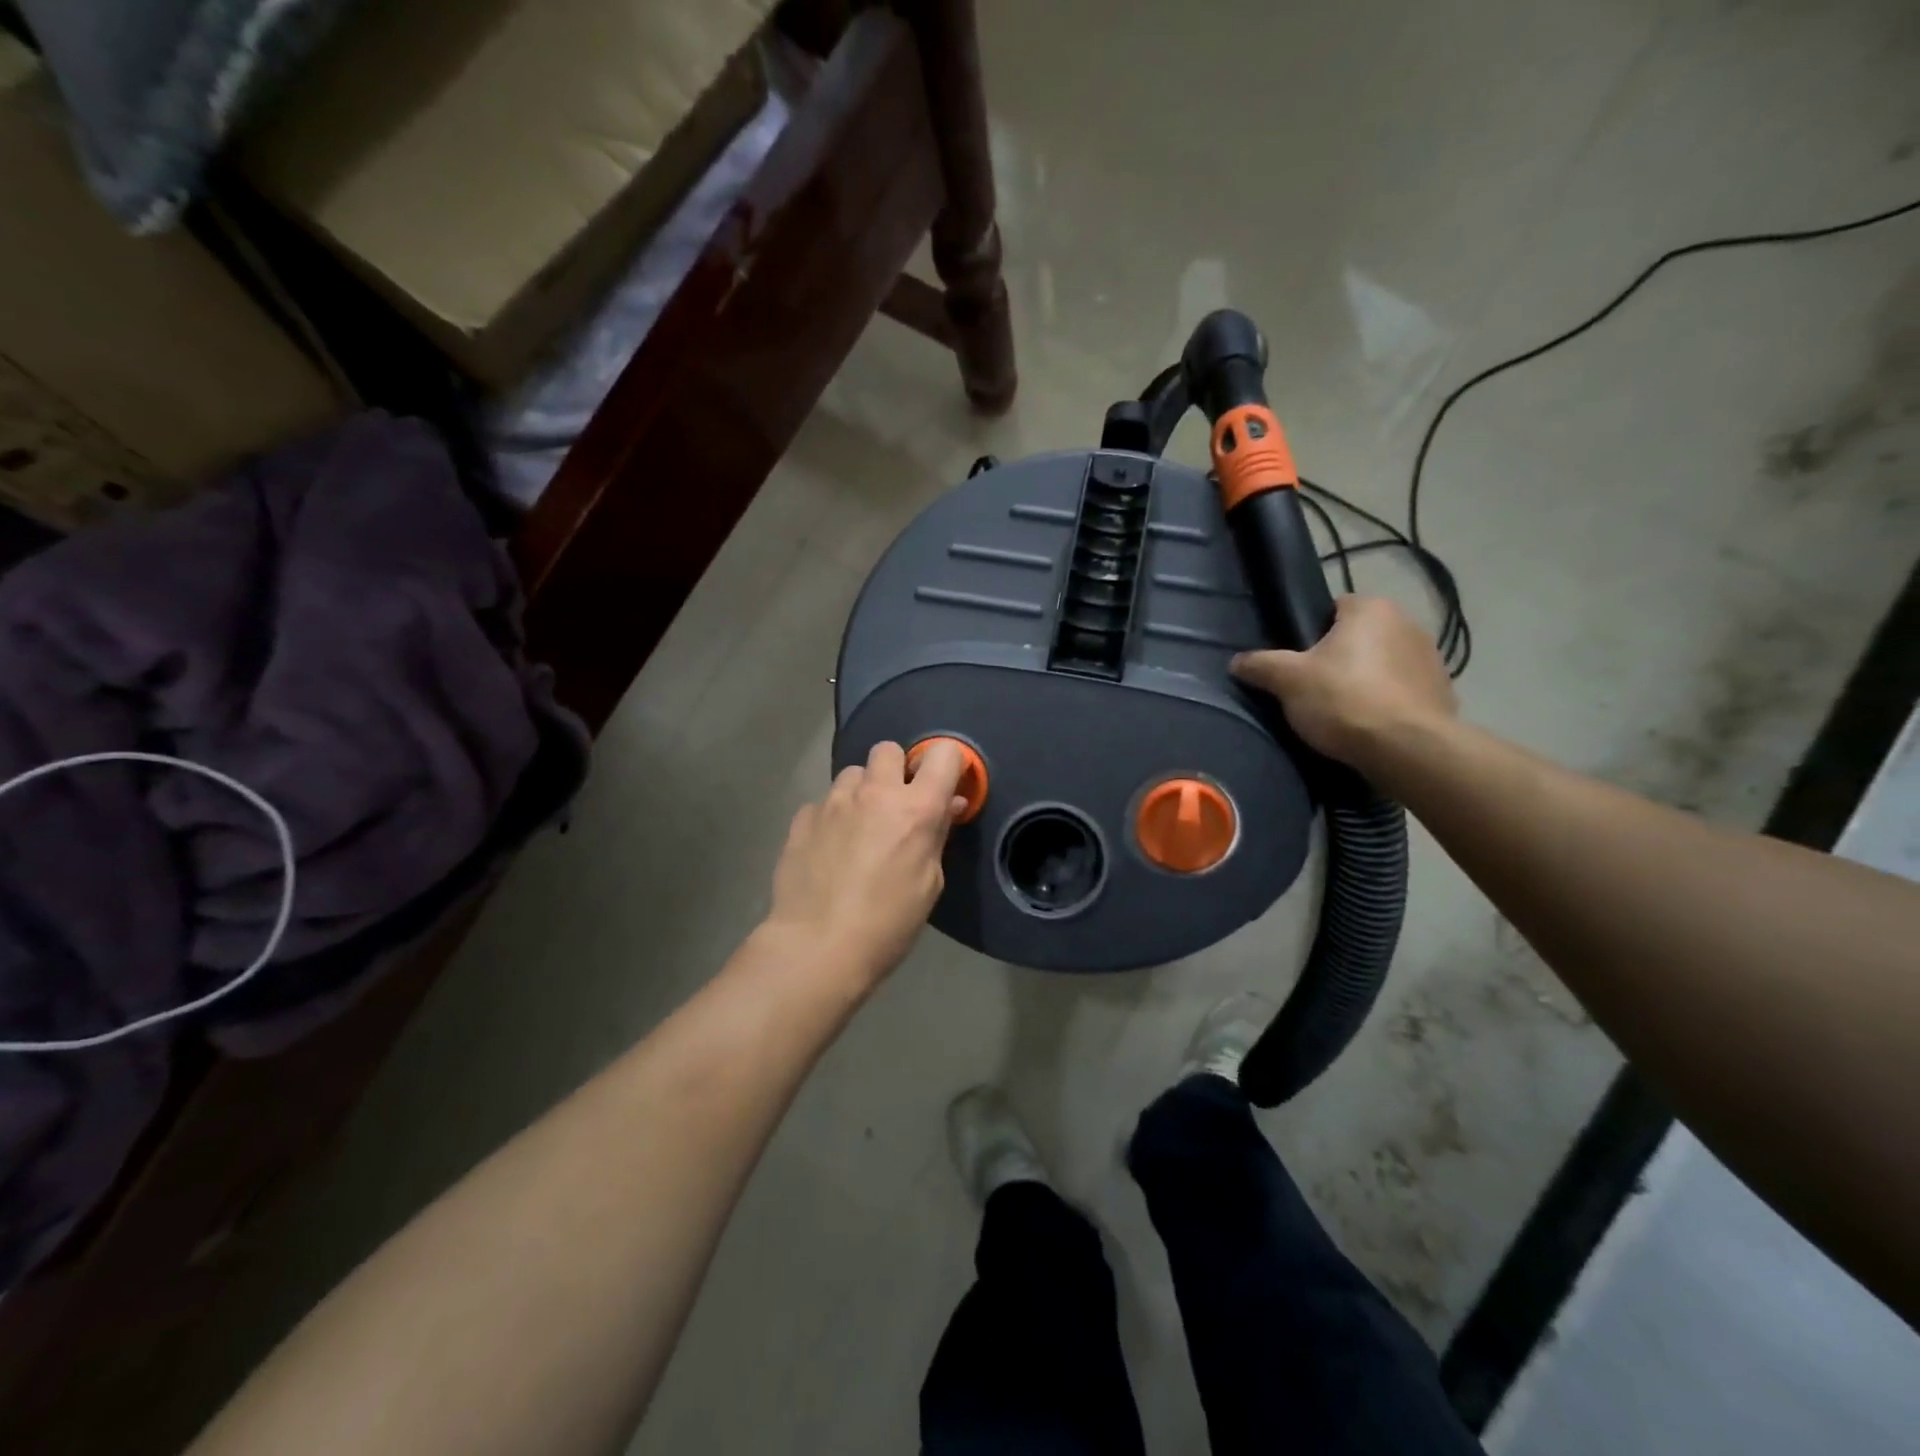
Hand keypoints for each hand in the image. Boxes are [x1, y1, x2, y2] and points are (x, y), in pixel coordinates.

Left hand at [763, 740, 967, 989]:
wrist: (817, 947)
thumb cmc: (887, 924)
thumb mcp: (929, 883)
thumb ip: (938, 834)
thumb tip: (947, 804)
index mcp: (916, 808)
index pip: (943, 753)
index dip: (945, 764)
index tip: (942, 786)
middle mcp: (874, 793)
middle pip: (888, 749)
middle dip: (896, 769)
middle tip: (896, 804)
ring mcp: (833, 802)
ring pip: (853, 773)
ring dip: (862, 791)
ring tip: (859, 826)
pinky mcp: (802, 818)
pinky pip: (824, 802)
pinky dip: (832, 816)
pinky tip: (830, 847)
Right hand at [1230, 595, 1455, 767]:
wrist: (1407, 749)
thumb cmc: (1344, 700)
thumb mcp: (1288, 681)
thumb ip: (1260, 665)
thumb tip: (1236, 662)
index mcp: (1371, 609)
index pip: (1333, 608)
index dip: (1311, 634)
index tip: (1298, 661)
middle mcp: (1408, 623)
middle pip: (1359, 637)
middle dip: (1339, 657)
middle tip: (1313, 688)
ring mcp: (1431, 658)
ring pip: (1382, 663)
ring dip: (1365, 680)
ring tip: (1341, 711)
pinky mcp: (1442, 691)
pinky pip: (1402, 690)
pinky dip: (1387, 702)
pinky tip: (1369, 725)